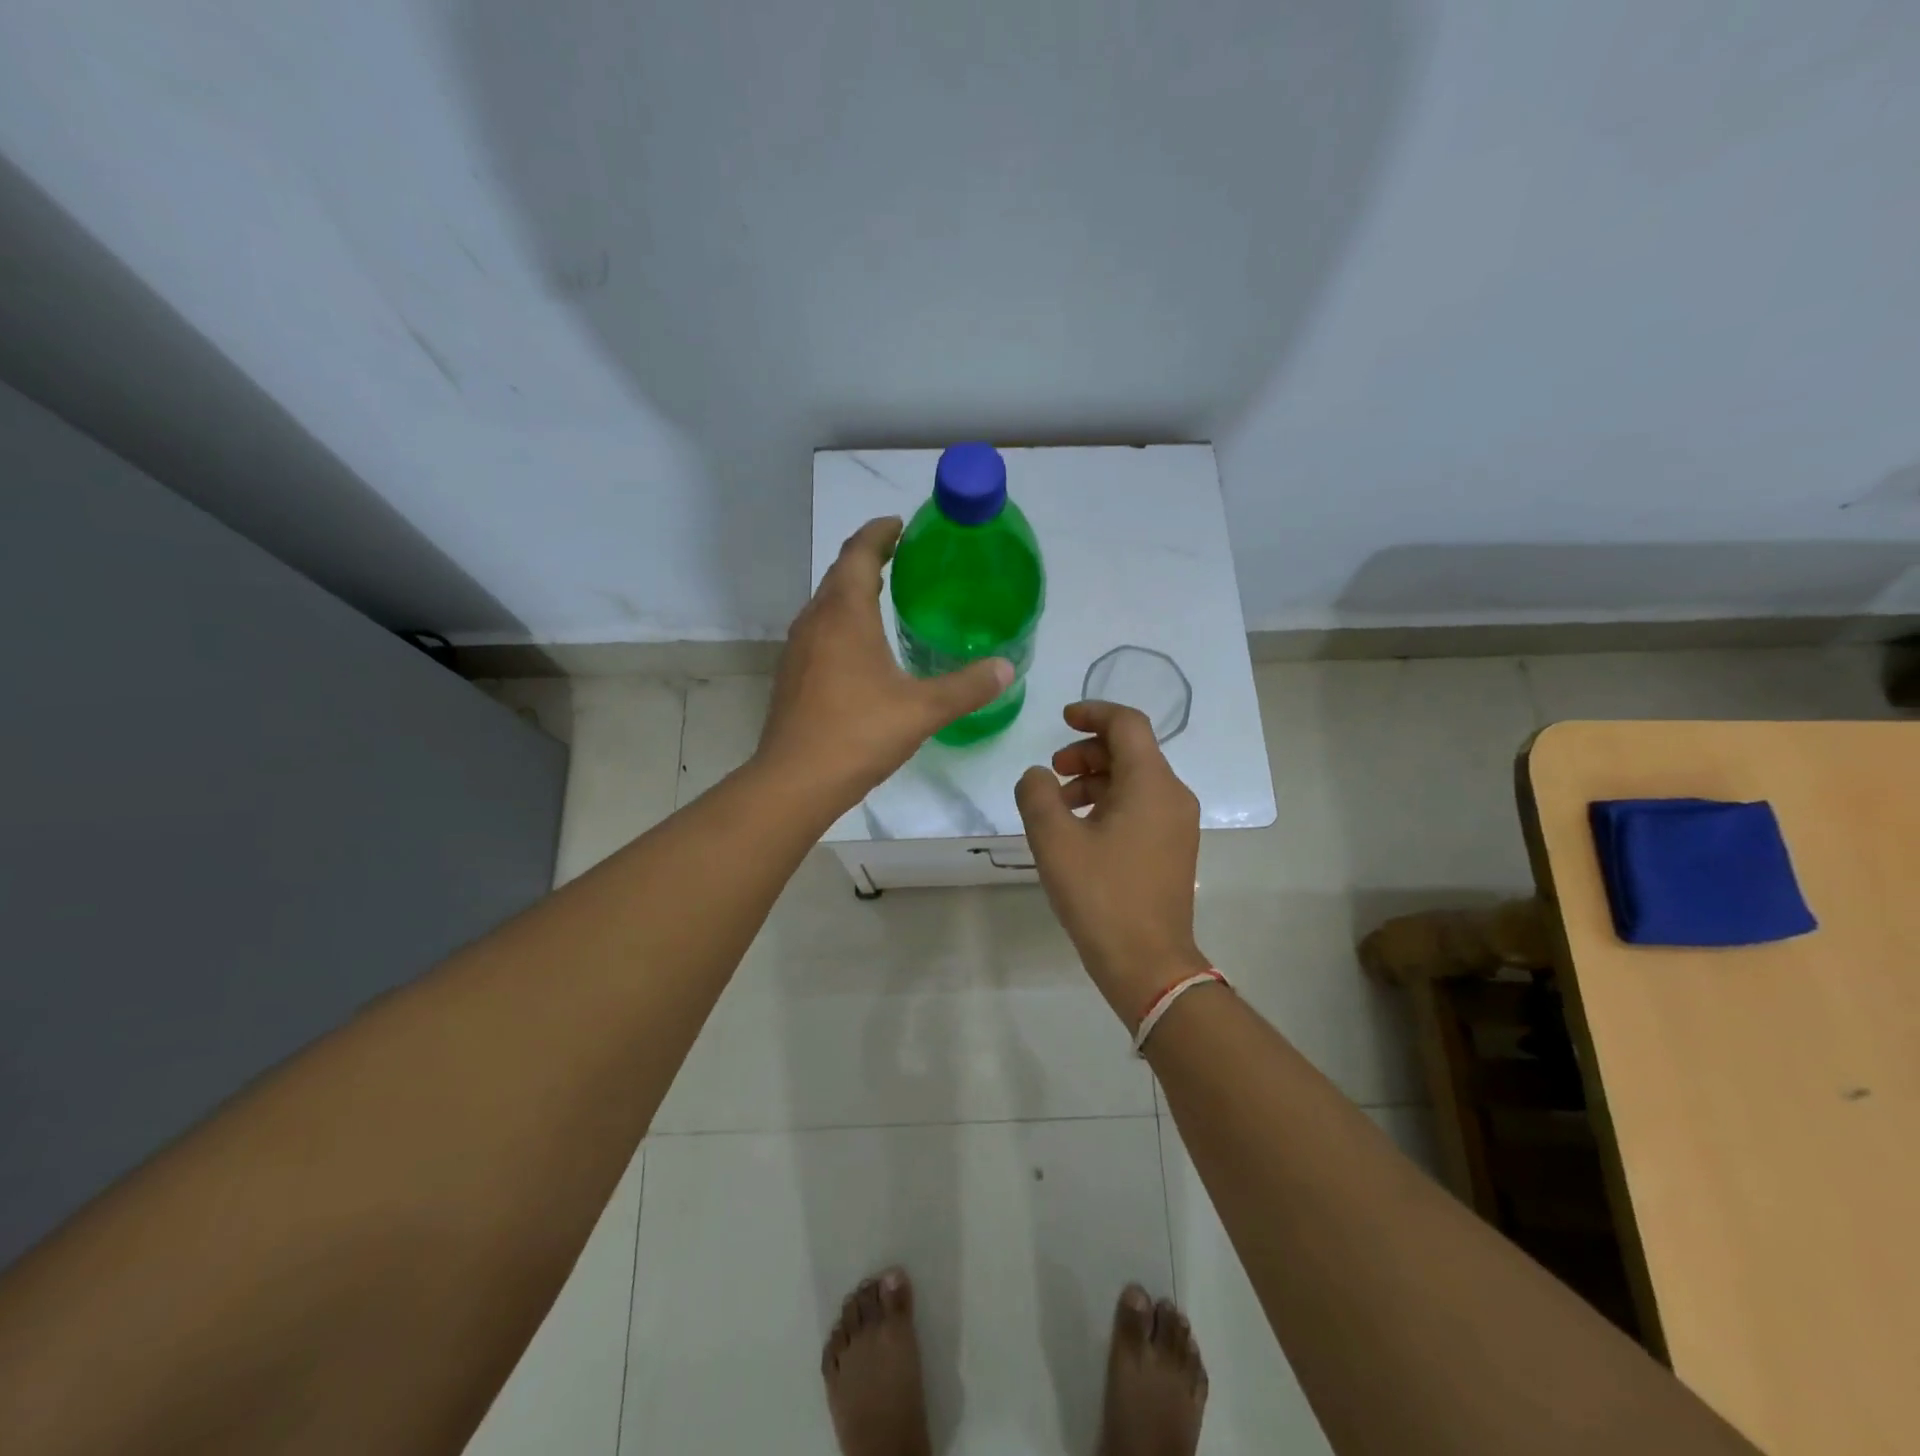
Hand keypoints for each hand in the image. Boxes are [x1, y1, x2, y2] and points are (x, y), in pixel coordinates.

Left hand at [756, 517, 1011, 811]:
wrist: (794, 781)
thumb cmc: (858, 734)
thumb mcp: (922, 709)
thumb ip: (967, 686)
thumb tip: (1007, 668)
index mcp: (844, 614)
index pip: (858, 553)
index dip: (879, 532)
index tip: (901, 524)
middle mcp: (815, 621)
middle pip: (840, 573)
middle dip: (868, 558)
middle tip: (903, 558)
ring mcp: (798, 649)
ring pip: (827, 603)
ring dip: (853, 590)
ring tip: (886, 595)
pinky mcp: (793, 675)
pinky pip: (820, 630)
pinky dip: (843, 621)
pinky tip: (863, 648)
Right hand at [1015, 702, 1209, 1024]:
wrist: (1148, 964)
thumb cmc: (1101, 896)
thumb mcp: (1055, 840)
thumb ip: (1037, 794)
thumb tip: (1038, 776)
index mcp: (1151, 783)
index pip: (1127, 724)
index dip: (1093, 712)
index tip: (1062, 719)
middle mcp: (1173, 795)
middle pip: (1130, 750)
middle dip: (1087, 752)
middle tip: (1052, 773)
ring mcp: (1177, 824)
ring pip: (1134, 780)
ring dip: (1095, 780)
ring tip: (1058, 807)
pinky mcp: (1173, 848)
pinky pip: (1141, 806)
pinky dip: (1109, 803)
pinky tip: (1080, 832)